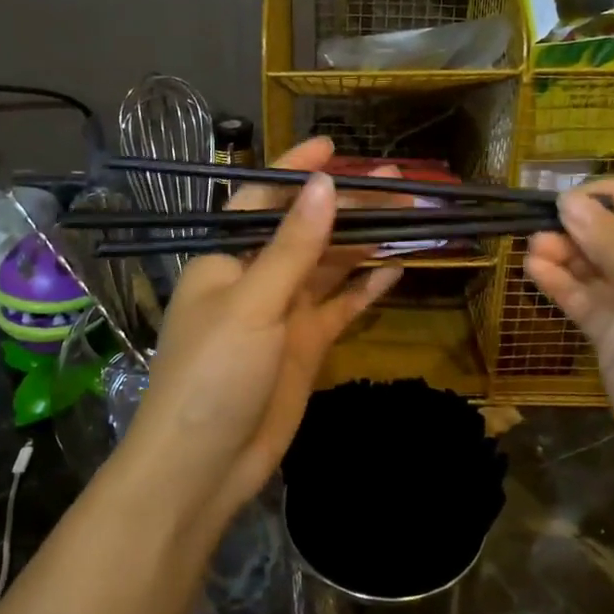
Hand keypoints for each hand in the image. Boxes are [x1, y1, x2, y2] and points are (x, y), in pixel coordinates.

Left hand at [122, 138, 402, 526]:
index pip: (264, 200)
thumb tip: (324, 184)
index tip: (334, 147)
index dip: (296, 171)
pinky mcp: (305, 347)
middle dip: (348, 205)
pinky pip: (340, 307)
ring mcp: (283, 314)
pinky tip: (396, 268)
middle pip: (307, 231)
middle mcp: (255, 279)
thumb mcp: (252, 303)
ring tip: (410, 212)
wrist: (203, 466)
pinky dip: (365, 288)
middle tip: (398, 180)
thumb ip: (293, 246)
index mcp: (226, 258)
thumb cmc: (212, 374)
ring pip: (330, 266)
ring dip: (365, 241)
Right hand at [524, 179, 613, 485]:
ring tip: (533, 246)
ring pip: (599, 269)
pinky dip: (561, 285)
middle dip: (583, 228)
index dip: (612, 197)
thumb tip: (569, 202)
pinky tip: (535, 271)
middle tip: (541, 222)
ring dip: (567, 254)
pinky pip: (585, 301)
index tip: (567, 194)